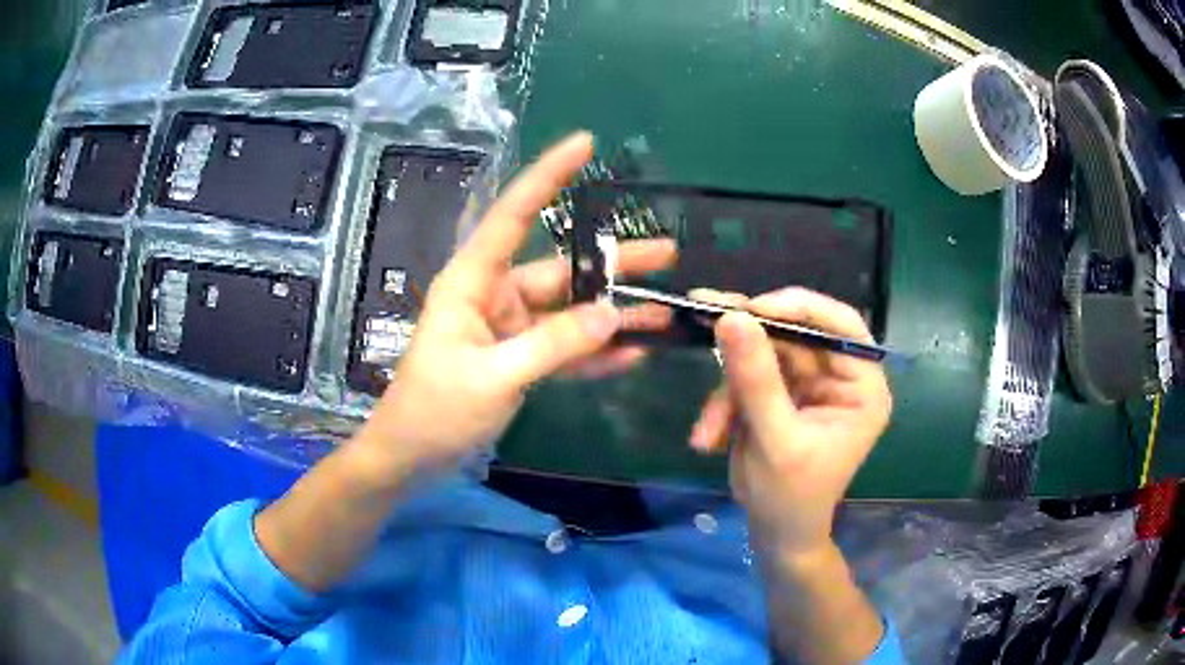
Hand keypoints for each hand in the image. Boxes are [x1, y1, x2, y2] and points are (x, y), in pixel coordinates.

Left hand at [358, 132, 675, 470]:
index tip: (584, 144)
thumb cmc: (434, 410)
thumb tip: (611, 314)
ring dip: (613, 313)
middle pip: (560, 269)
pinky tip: (634, 353)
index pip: (513, 216)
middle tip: (667, 252)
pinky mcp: (519, 360)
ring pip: (570, 312)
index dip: (548, 176)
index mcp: (473, 282)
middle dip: (612, 262)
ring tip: (664, 310)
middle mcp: (494, 296)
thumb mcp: (493, 377)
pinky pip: (564, 349)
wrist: (411, 457)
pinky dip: (595, 353)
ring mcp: (509, 329)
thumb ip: (553, 345)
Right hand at [688, 288, 891, 556]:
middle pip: (795, 333)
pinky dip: (723, 403)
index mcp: (862, 387)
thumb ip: (756, 379)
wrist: (774, 533)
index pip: (841, 325)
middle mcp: (839, 377)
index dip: (799, 307)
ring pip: (763, 354)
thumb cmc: (790, 496)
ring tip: (707, 430)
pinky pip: (746, 377)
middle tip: (704, 319)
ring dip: (728, 389)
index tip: (751, 308)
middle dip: (748, 344)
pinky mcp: (779, 393)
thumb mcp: (775, 440)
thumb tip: (731, 316)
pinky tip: (708, 437)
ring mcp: (807, 383)